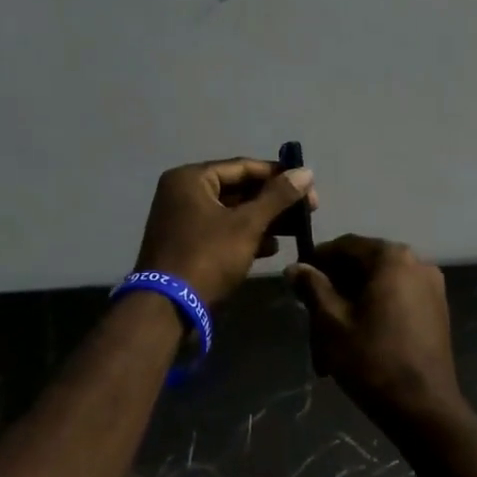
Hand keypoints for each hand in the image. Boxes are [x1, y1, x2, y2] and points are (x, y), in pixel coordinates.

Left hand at [134, 158, 316, 307]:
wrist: (168, 309)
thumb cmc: (208, 257)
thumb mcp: (247, 225)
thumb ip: (277, 197)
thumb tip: (306, 172)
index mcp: (191, 178)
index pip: (243, 167)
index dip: (279, 175)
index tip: (309, 187)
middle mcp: (183, 193)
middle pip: (238, 189)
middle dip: (273, 201)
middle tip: (306, 211)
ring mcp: (183, 220)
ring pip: (232, 212)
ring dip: (263, 220)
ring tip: (295, 230)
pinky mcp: (187, 245)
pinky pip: (222, 231)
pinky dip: (246, 236)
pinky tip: (271, 248)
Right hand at [287, 236, 461, 426]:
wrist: (424, 409)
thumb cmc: (372, 360)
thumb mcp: (331, 322)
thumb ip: (312, 288)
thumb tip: (295, 267)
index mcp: (391, 258)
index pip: (345, 246)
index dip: (318, 261)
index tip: (298, 283)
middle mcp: (417, 263)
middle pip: (363, 265)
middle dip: (335, 289)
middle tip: (312, 318)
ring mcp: (431, 287)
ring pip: (378, 286)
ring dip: (352, 305)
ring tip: (330, 339)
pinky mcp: (436, 311)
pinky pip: (396, 299)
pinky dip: (374, 312)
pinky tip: (357, 341)